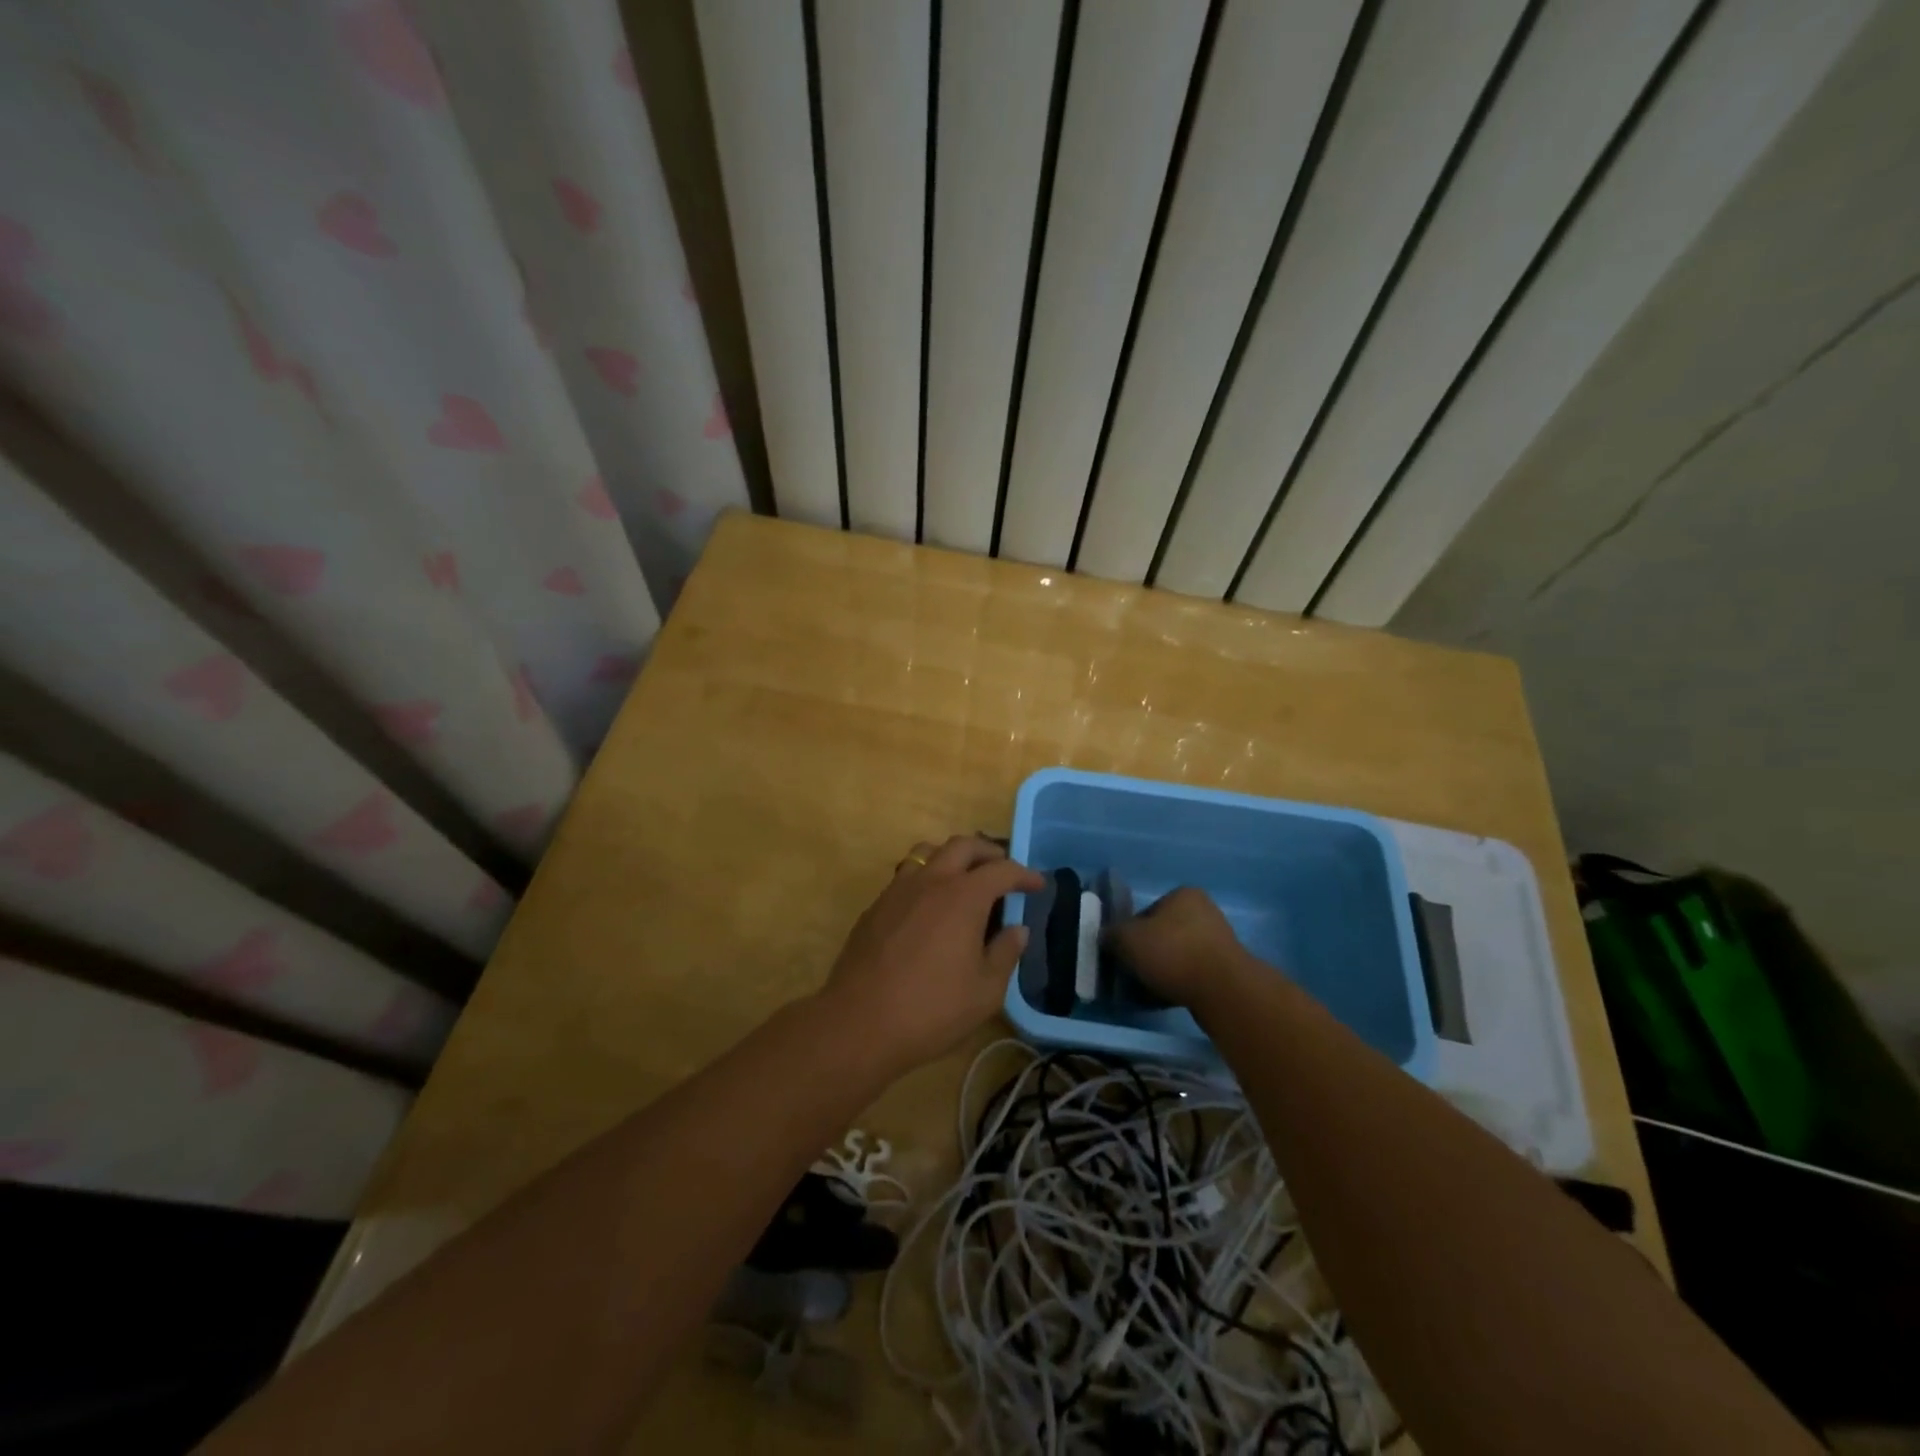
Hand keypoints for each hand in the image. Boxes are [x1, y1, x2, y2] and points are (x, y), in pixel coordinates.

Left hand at [821, 835, 1042, 1073]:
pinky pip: (906, 876)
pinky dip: (927, 878)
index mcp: (963, 896)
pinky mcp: (875, 906)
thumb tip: (1016, 929)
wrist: (859, 1022)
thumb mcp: (985, 991)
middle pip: (963, 846)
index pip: (1001, 870)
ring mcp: (898, 890)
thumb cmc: (931, 1009)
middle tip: (1003, 871)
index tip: (1038, 885)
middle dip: (989, 853)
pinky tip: (930, 908)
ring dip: (952, 857)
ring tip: (964, 880)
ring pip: (928, 852)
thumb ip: (1005, 954)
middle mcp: (931, 881)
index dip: (1024, 875)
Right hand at [1105, 887, 1249, 1008]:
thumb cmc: (1172, 952)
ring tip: (1147, 991)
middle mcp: (1204, 911)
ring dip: (1162, 970)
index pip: (1145, 912)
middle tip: (1132, 974)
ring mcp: (1219, 940)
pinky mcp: (1227, 969)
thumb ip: (1111, 935)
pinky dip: (1178, 983)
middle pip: (1162, 934)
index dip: (1129, 934)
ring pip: (1177, 955)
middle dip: (1146, 953)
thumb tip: (1106, 938)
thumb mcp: (1127, 939)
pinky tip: (1166, 998)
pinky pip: (1192, 974)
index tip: (1122, 955)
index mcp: (1182, 894)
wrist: (1222, 990)